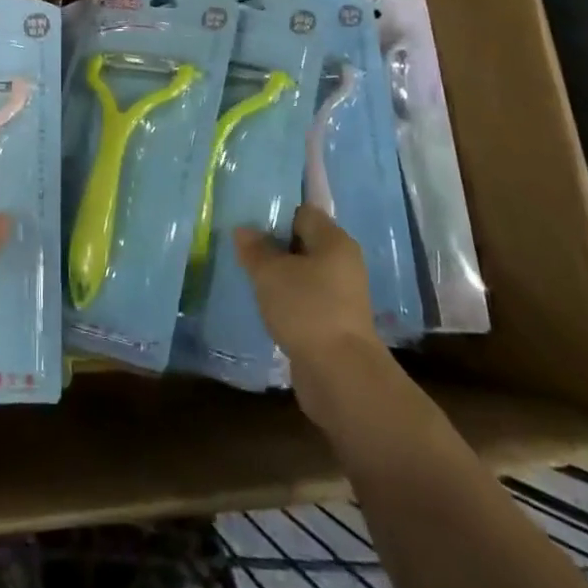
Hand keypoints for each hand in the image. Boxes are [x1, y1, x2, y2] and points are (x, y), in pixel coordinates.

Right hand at [235, 205, 388, 415]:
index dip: (276, 213)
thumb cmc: (307, 309)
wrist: (340, 376)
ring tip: (249, 276)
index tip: (249, 220)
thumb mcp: (270, 273)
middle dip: (275, 245)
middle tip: (243, 247)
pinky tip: (265, 305)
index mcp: (334, 241)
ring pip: (304, 274)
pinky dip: (288, 300)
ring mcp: (342, 296)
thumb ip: (255, 248)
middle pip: (304, 242)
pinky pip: (306, 300)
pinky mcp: (335, 323)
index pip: (303, 212)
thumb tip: (243, 230)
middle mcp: (343, 263)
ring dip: (280, 276)